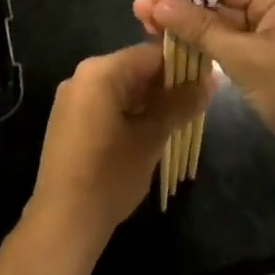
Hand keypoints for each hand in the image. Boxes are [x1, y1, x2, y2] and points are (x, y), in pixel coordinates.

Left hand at [29, 43, 210, 252]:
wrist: (63, 220)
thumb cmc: (110, 174)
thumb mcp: (151, 138)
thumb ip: (180, 105)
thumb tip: (210, 81)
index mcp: (100, 71)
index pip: (150, 54)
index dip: (182, 65)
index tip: (207, 80)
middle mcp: (82, 76)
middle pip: (135, 69)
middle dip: (167, 85)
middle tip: (198, 104)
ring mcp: (73, 97)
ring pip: (122, 87)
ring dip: (150, 100)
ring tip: (180, 119)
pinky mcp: (69, 119)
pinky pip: (107, 103)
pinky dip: (130, 111)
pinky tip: (151, 132)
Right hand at [135, 0, 274, 185]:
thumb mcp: (243, 58)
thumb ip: (200, 28)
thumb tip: (159, 4)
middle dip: (183, 7)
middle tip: (141, 16)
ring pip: (228, 20)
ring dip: (194, 26)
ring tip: (153, 30)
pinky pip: (240, 38)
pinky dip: (213, 43)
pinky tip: (183, 46)